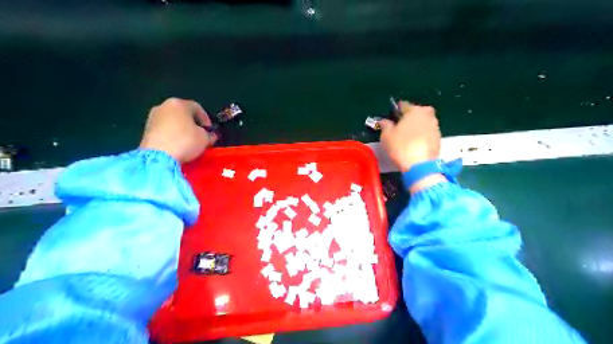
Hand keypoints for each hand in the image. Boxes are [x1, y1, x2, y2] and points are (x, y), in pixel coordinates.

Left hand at [140, 99, 217, 163]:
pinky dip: (171, 135)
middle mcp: (163, 106)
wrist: (158, 156)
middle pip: (182, 113)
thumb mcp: (205, 139)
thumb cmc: (185, 141)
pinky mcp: (146, 130)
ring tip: (188, 142)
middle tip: (200, 135)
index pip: (197, 108)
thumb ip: (209, 135)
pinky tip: (177, 145)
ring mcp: (152, 117)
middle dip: (192, 123)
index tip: (210, 130)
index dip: (206, 119)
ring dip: (181, 130)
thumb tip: (210, 135)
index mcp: (179, 104)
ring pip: (172, 121)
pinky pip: (164, 130)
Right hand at [379, 101, 445, 192]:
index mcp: (415, 111)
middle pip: (418, 112)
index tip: (393, 114)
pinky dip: (422, 136)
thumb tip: (384, 121)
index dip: (397, 109)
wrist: (420, 166)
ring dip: (418, 126)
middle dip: (411, 116)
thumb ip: (385, 125)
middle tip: (402, 124)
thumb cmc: (401, 146)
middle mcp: (427, 116)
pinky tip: (415, 144)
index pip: (404, 105)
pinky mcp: (439, 140)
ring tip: (408, 136)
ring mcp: (435, 128)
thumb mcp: (386, 135)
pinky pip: (428, 133)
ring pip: (425, 123)